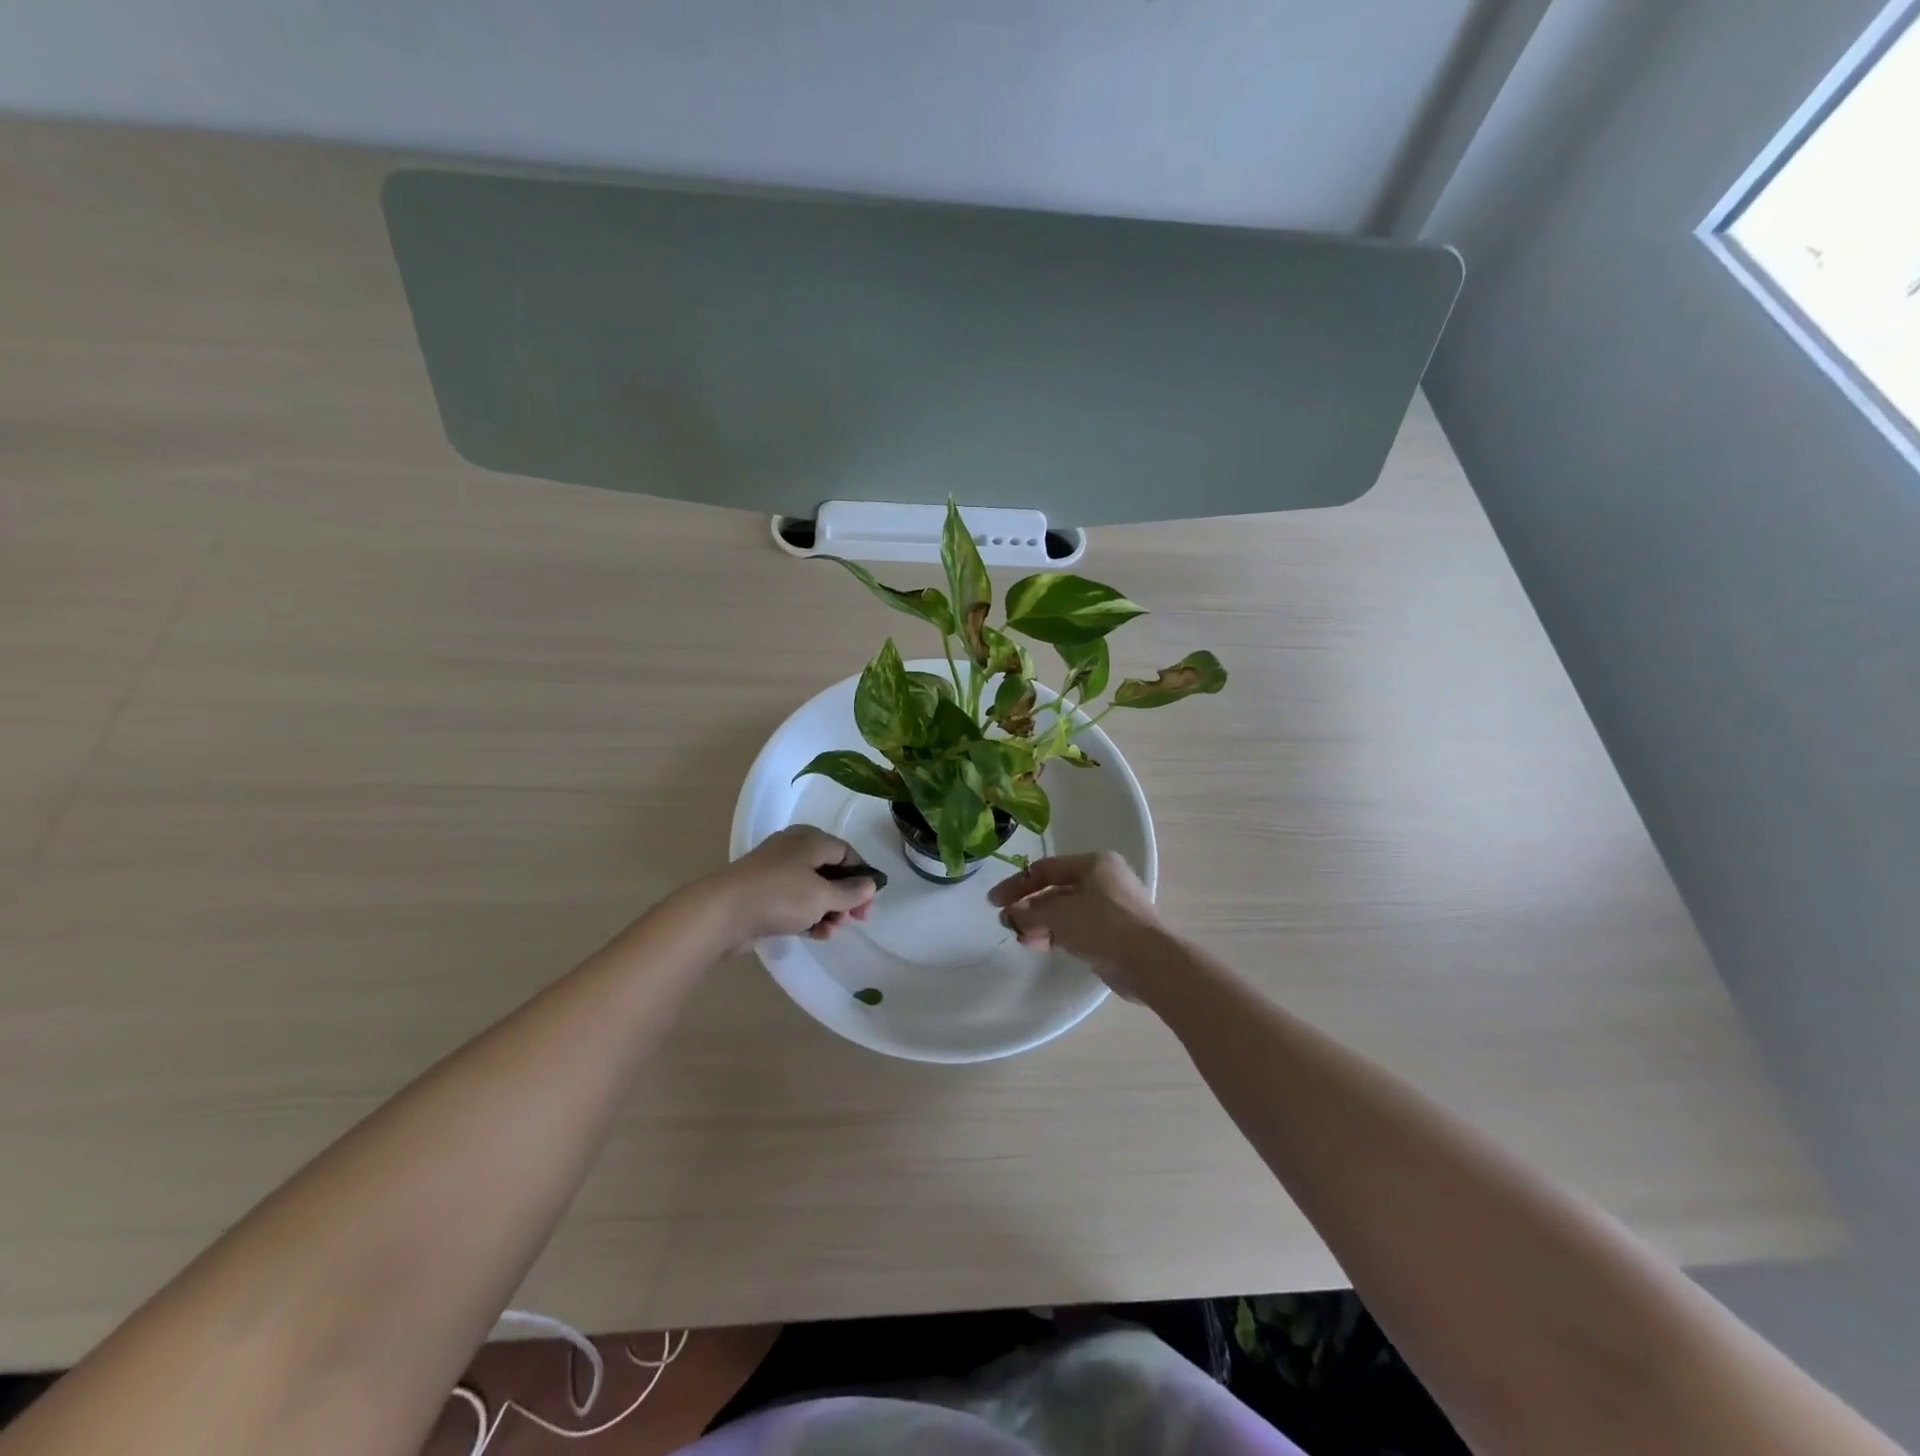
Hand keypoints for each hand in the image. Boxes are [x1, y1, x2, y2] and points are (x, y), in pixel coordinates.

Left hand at [710, 825, 878, 945]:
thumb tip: (871, 885)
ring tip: (832, 931)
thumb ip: (851, 892)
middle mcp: (794, 849)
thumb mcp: (823, 895)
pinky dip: (808, 916)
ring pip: (813, 890)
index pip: (847, 852)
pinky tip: (817, 934)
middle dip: (845, 898)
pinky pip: (794, 902)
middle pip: (830, 872)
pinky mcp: (763, 894)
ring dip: (828, 911)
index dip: (862, 877)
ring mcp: (776, 872)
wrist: (722, 913)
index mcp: (810, 839)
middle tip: (855, 921)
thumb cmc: (780, 896)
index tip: (868, 903)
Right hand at [988, 852, 1161, 994]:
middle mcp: (1105, 880)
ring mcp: (1112, 907)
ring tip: (1022, 939)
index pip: (1046, 869)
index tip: (994, 902)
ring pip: (1067, 911)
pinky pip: (1079, 928)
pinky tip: (1040, 946)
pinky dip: (1058, 935)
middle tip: (1007, 923)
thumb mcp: (1059, 914)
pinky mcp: (1115, 933)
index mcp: (1094, 863)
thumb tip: (1011, 914)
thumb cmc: (1102, 925)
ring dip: (1041, 924)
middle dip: (1030, 907)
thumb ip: (1030, 911)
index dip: (1017, 884)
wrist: (1149, 962)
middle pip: (1056, 890)